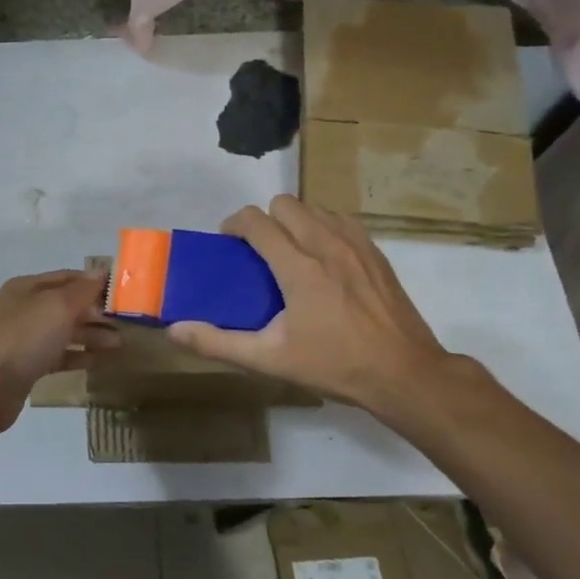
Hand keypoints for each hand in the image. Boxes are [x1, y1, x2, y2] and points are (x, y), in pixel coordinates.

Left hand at [0, 271, 117, 439]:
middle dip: (97, 311)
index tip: (126, 293)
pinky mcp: (25, 367)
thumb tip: (102, 271)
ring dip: (91, 335)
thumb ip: (83, 290)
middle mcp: (25, 308)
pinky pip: (58, 356)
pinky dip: (78, 356)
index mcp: (28, 287)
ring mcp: (23, 339)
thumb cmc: (22, 338)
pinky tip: (99, 361)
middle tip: (128, 322)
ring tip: (120, 344)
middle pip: (67, 305)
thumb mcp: (57, 307)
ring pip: (64, 331)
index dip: (96, 283)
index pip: (69, 277)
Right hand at [168, 195, 478, 432]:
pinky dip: (325, 228)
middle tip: (259, 251)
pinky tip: (324, 259)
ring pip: (315, 208)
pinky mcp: (377, 253)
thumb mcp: (270, 359)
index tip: (228, 242)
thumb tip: (175, 330)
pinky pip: (342, 221)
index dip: (235, 224)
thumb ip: (218, 343)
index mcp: (298, 267)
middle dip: (265, 219)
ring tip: (291, 253)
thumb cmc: (333, 365)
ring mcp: (356, 245)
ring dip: (296, 221)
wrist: (405, 374)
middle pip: (286, 204)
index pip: (256, 221)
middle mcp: (326, 244)